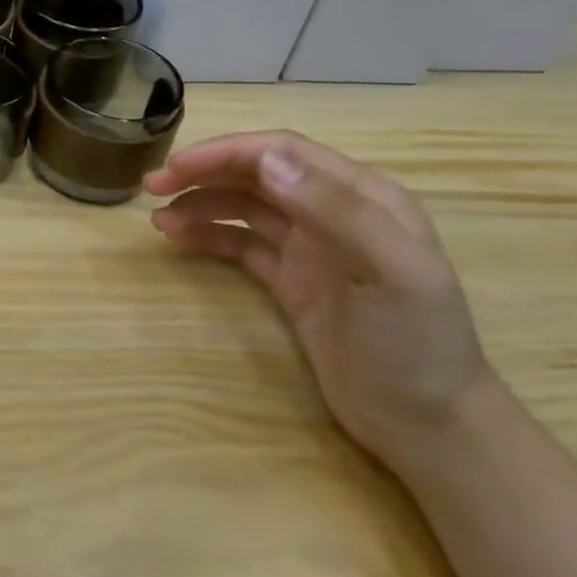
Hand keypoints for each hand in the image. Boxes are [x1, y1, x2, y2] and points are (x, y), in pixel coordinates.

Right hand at [145, 131, 493, 473]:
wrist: (425, 425)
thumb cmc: (415, 343)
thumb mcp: (391, 272)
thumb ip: (334, 209)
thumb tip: (265, 160)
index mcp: (364, 196)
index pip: (282, 151)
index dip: (226, 152)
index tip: (176, 167)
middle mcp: (333, 211)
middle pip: (256, 173)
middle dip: (203, 172)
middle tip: (151, 186)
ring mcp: (310, 246)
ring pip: (242, 207)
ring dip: (200, 204)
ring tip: (159, 221)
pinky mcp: (289, 279)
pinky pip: (240, 244)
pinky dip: (208, 236)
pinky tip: (179, 240)